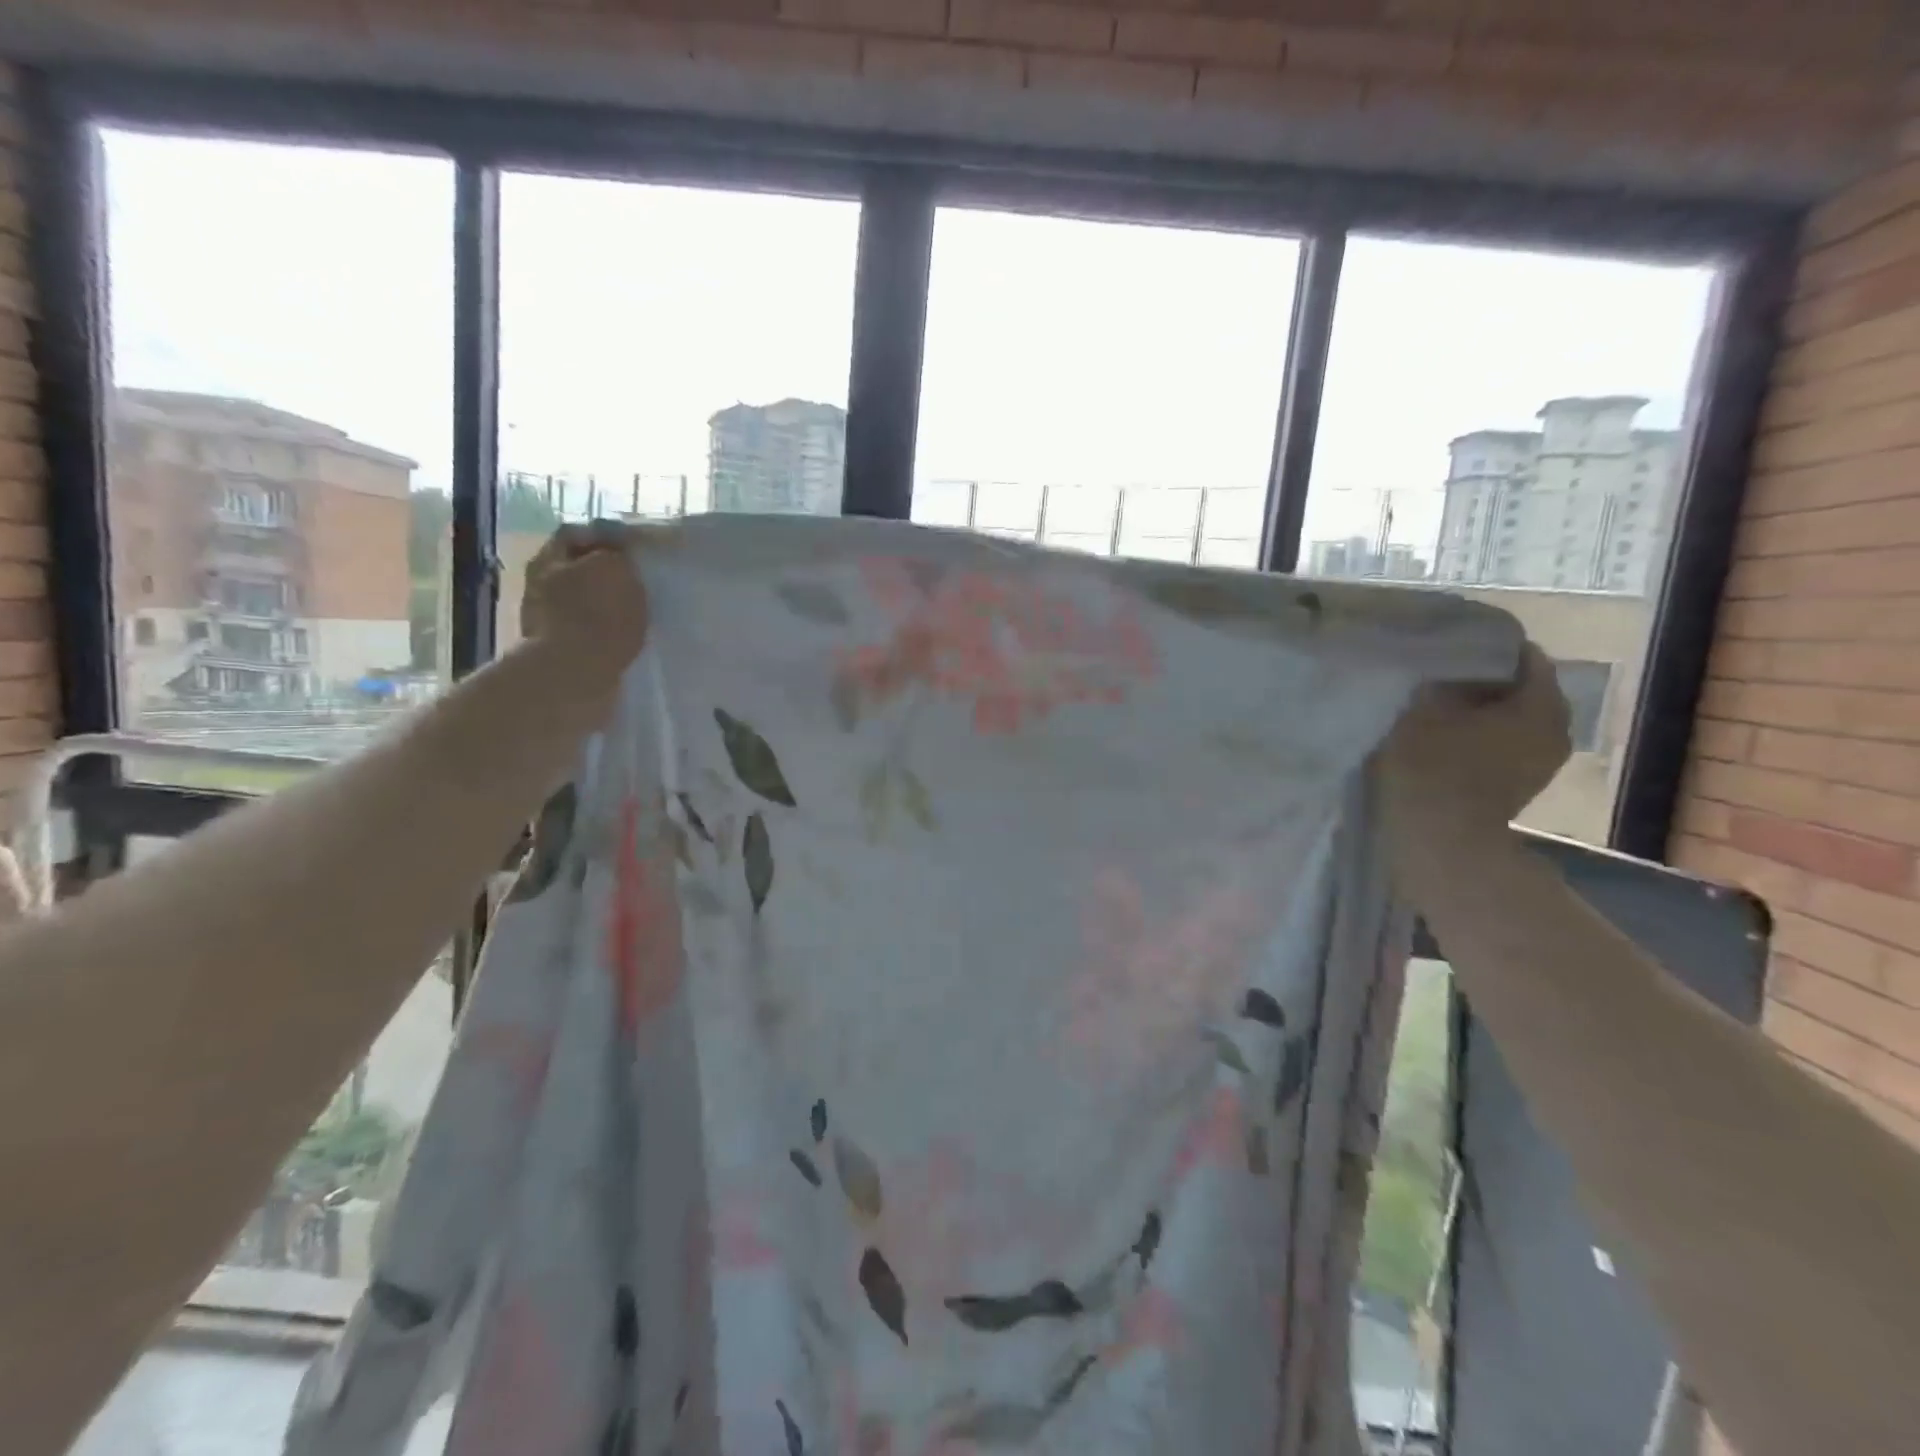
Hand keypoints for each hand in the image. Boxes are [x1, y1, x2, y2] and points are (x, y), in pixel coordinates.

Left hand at [520, 522, 650, 676]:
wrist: (574, 675)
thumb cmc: (596, 616)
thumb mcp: (616, 568)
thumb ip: (618, 553)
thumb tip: (619, 553)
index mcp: (550, 558)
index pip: (577, 533)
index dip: (606, 537)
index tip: (635, 550)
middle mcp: (540, 583)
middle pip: (577, 567)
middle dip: (605, 572)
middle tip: (637, 580)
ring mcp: (546, 617)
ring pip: (582, 599)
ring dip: (604, 603)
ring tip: (634, 611)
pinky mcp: (558, 648)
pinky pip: (586, 629)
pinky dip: (603, 629)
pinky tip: (622, 635)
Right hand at [1378, 639, 1571, 836]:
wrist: (1439, 838)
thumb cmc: (1432, 765)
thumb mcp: (1425, 708)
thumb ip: (1443, 679)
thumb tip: (1450, 665)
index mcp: (1541, 703)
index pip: (1526, 656)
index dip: (1489, 647)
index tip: (1454, 647)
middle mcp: (1557, 728)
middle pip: (1525, 688)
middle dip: (1489, 680)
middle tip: (1446, 675)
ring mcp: (1543, 762)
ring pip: (1517, 718)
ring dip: (1486, 710)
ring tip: (1445, 706)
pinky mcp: (1522, 785)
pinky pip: (1509, 744)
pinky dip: (1486, 735)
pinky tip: (1452, 737)